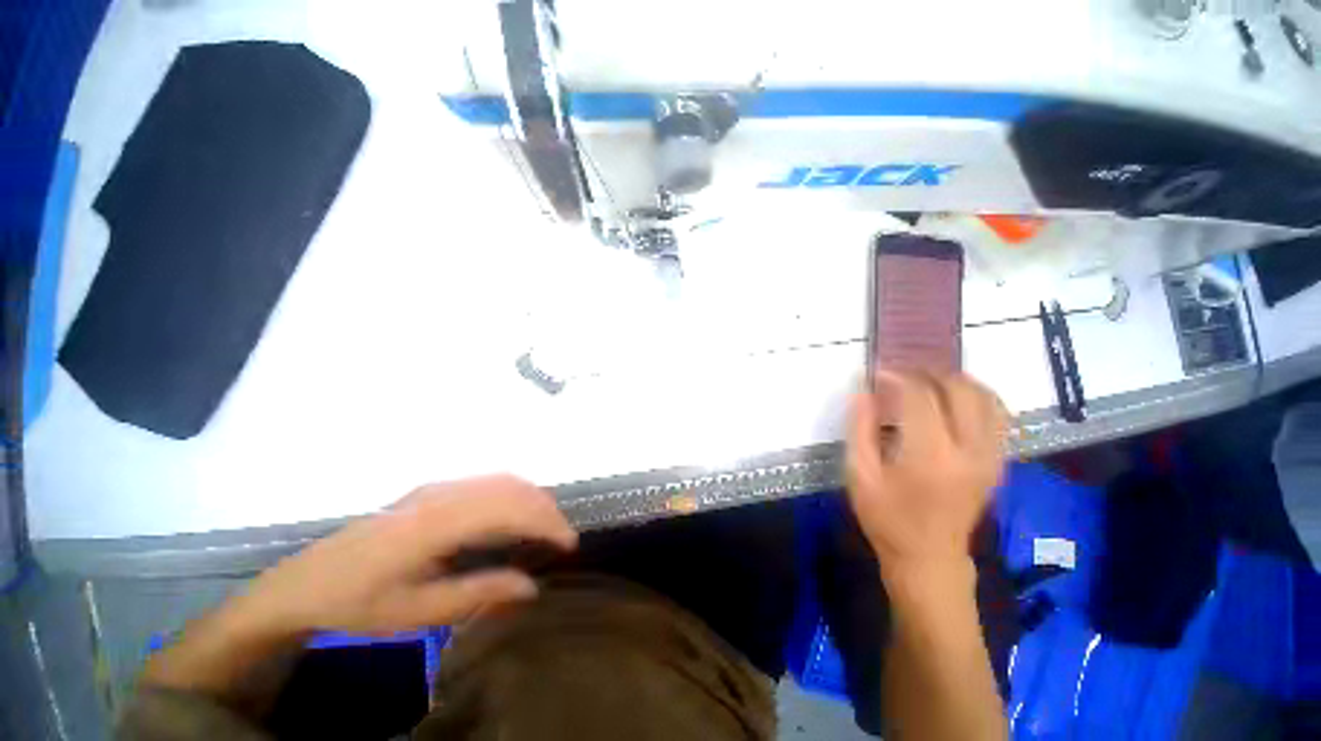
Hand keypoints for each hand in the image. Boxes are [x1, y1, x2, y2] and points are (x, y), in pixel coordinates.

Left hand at [237, 475, 577, 636]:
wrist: (302, 584)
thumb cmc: (356, 603)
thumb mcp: (415, 612)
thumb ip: (477, 593)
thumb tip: (531, 586)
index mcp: (435, 524)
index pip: (508, 511)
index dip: (545, 523)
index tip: (568, 544)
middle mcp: (441, 494)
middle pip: (510, 487)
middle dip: (545, 508)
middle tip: (563, 536)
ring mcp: (435, 487)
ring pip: (500, 479)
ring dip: (531, 496)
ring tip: (547, 523)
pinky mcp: (431, 489)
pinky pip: (485, 481)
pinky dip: (512, 492)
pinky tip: (515, 512)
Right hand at [846, 371, 1007, 579]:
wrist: (929, 558)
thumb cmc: (887, 518)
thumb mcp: (859, 474)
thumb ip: (860, 429)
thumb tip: (863, 391)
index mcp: (930, 457)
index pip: (921, 397)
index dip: (897, 377)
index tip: (877, 372)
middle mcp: (969, 451)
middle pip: (959, 389)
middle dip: (927, 372)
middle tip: (900, 373)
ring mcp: (991, 456)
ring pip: (986, 397)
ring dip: (955, 380)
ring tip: (925, 381)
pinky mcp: (998, 461)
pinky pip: (999, 415)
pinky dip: (977, 395)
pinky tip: (952, 398)